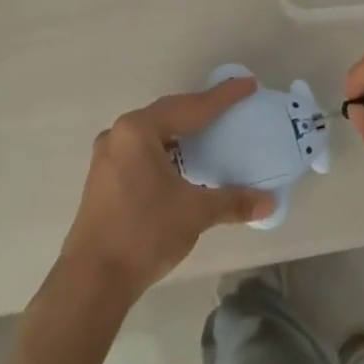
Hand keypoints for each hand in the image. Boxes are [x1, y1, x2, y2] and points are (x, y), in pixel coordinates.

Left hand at [59, 77, 273, 307]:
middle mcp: (118, 135)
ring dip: (181, 134)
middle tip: (231, 107)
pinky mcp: (104, 179)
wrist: (93, 279)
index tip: (248, 85)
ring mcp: (107, 158)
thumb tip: (269, 201)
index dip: (222, 98)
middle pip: (168, 115)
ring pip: (153, 135)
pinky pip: (142, 153)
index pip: (189, 108)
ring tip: (211, 133)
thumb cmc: (144, 232)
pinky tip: (183, 164)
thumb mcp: (194, 212)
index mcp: (138, 131)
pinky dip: (167, 152)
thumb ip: (233, 201)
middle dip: (199, 111)